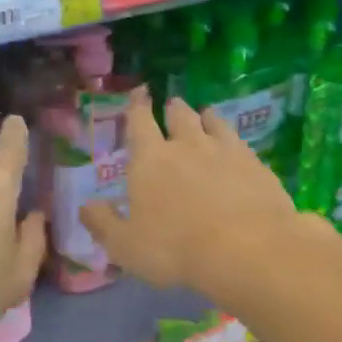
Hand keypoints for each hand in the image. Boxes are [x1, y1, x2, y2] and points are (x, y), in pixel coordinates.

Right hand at [79, 89, 327, 306]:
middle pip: (179, 116)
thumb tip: (85, 206)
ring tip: (205, 115)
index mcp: (150, 159)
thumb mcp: (126, 246)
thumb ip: (103, 223)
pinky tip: (237, 148)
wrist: (247, 249)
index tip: (139, 91)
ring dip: (206, 117)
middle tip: (172, 105)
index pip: (139, 122)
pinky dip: (233, 140)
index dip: (137, 106)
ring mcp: (226, 151)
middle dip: (173, 109)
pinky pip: (241, 143)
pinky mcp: (256, 165)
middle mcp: (188, 145)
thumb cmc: (175, 248)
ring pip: (213, 123)